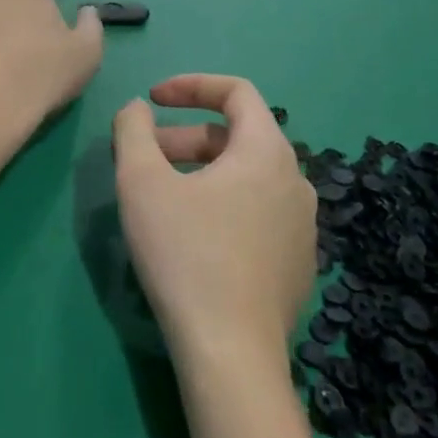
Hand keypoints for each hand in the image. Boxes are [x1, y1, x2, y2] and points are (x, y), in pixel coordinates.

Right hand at [113, 75, 316, 364]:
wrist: (230, 351)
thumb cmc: (184, 253)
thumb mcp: (142, 182)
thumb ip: (134, 131)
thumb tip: (137, 109)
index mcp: (267, 152)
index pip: (237, 92)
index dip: (191, 86)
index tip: (153, 100)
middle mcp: (296, 181)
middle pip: (237, 138)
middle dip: (185, 138)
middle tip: (144, 158)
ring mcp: (303, 226)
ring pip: (247, 178)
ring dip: (201, 173)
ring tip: (162, 197)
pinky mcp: (298, 263)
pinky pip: (258, 214)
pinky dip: (223, 205)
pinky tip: (193, 239)